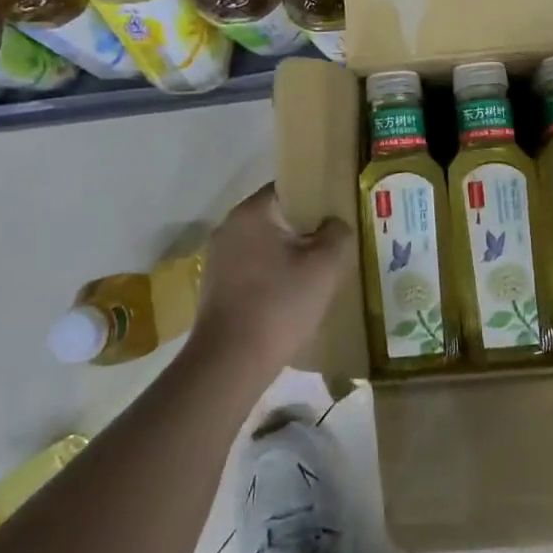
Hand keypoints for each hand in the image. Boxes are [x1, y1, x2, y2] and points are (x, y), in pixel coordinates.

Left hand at [191, 184, 350, 382]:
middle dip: (304, 232)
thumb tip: (334, 224)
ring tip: (315, 277)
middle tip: (332, 249)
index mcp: (251, 212)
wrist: (230, 363)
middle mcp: (229, 228)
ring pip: (264, 246)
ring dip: (287, 257)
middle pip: (276, 218)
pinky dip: (271, 278)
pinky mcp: (214, 288)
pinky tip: (289, 300)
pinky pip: (252, 270)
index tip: (337, 218)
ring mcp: (217, 259)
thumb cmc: (279, 304)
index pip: (289, 189)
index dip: (316, 199)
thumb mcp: (325, 266)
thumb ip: (338, 233)